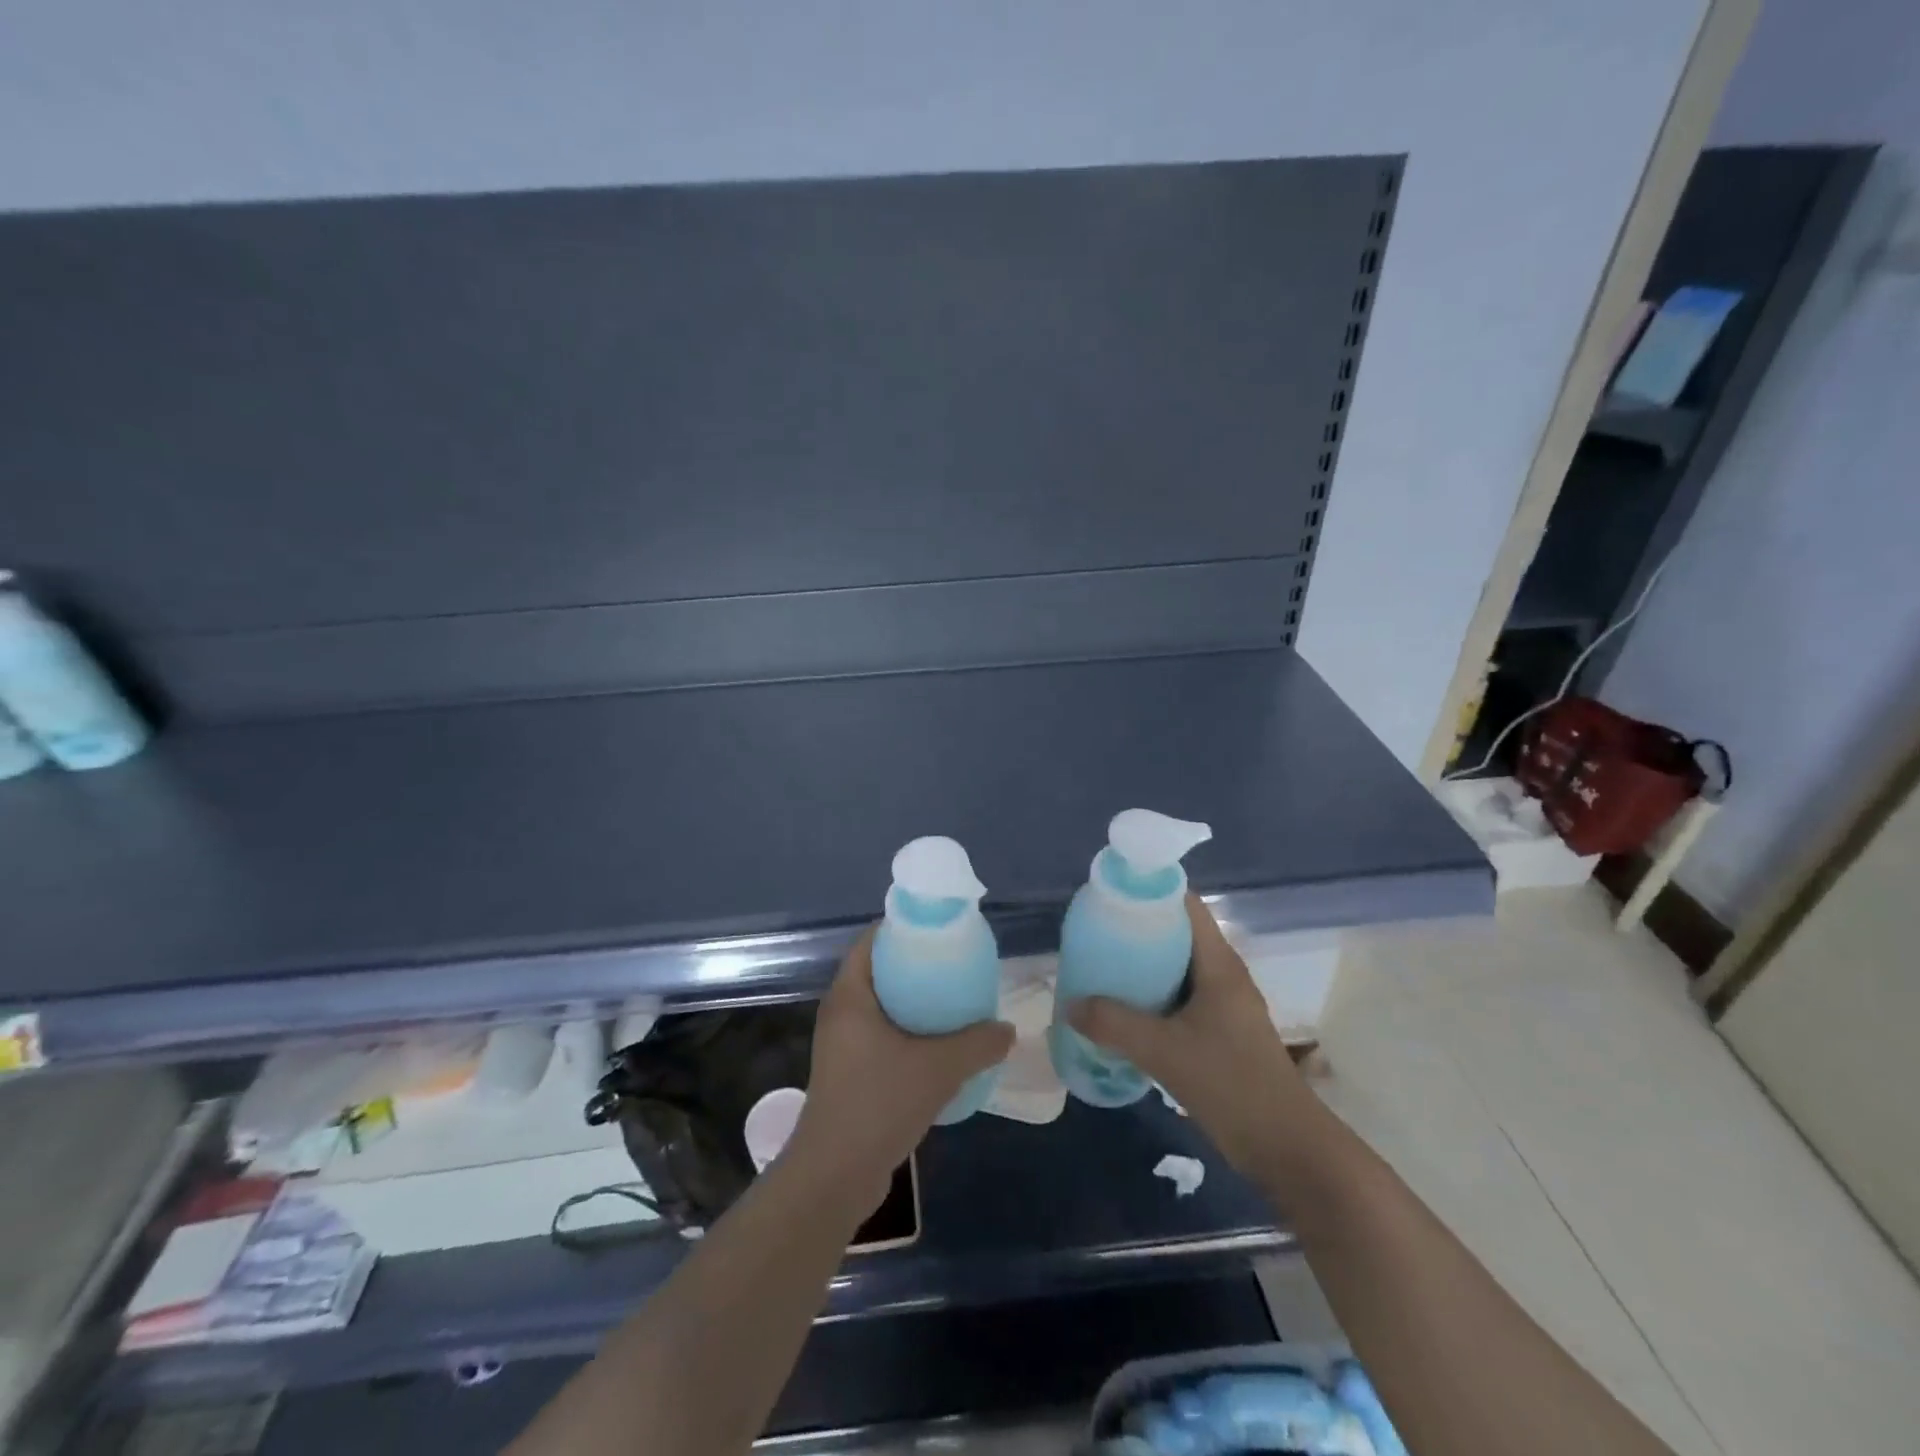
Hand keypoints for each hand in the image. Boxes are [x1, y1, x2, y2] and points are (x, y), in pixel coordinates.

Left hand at [792, 926, 1013, 1210]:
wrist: (834, 1176)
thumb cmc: (878, 1103)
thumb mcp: (938, 1068)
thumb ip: (978, 1044)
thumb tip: (1007, 1030)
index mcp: (849, 995)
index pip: (871, 940)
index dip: (903, 928)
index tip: (939, 928)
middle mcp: (840, 1013)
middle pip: (878, 971)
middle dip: (915, 965)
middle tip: (955, 964)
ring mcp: (841, 1045)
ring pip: (881, 1007)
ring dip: (913, 1003)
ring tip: (954, 1002)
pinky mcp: (848, 1073)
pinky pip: (881, 1035)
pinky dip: (907, 1032)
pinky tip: (938, 1047)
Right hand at [1066, 895, 1314, 1178]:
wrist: (1286, 1148)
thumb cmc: (1231, 1084)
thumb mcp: (1164, 1051)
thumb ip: (1114, 1024)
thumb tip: (1071, 1005)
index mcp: (1219, 964)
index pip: (1185, 906)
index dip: (1149, 894)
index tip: (1110, 899)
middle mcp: (1223, 976)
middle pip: (1177, 935)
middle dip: (1137, 933)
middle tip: (1095, 937)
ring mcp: (1224, 1006)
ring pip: (1177, 970)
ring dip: (1142, 969)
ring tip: (1101, 971)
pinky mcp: (1221, 1033)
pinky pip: (1180, 1000)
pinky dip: (1152, 998)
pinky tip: (1123, 1014)